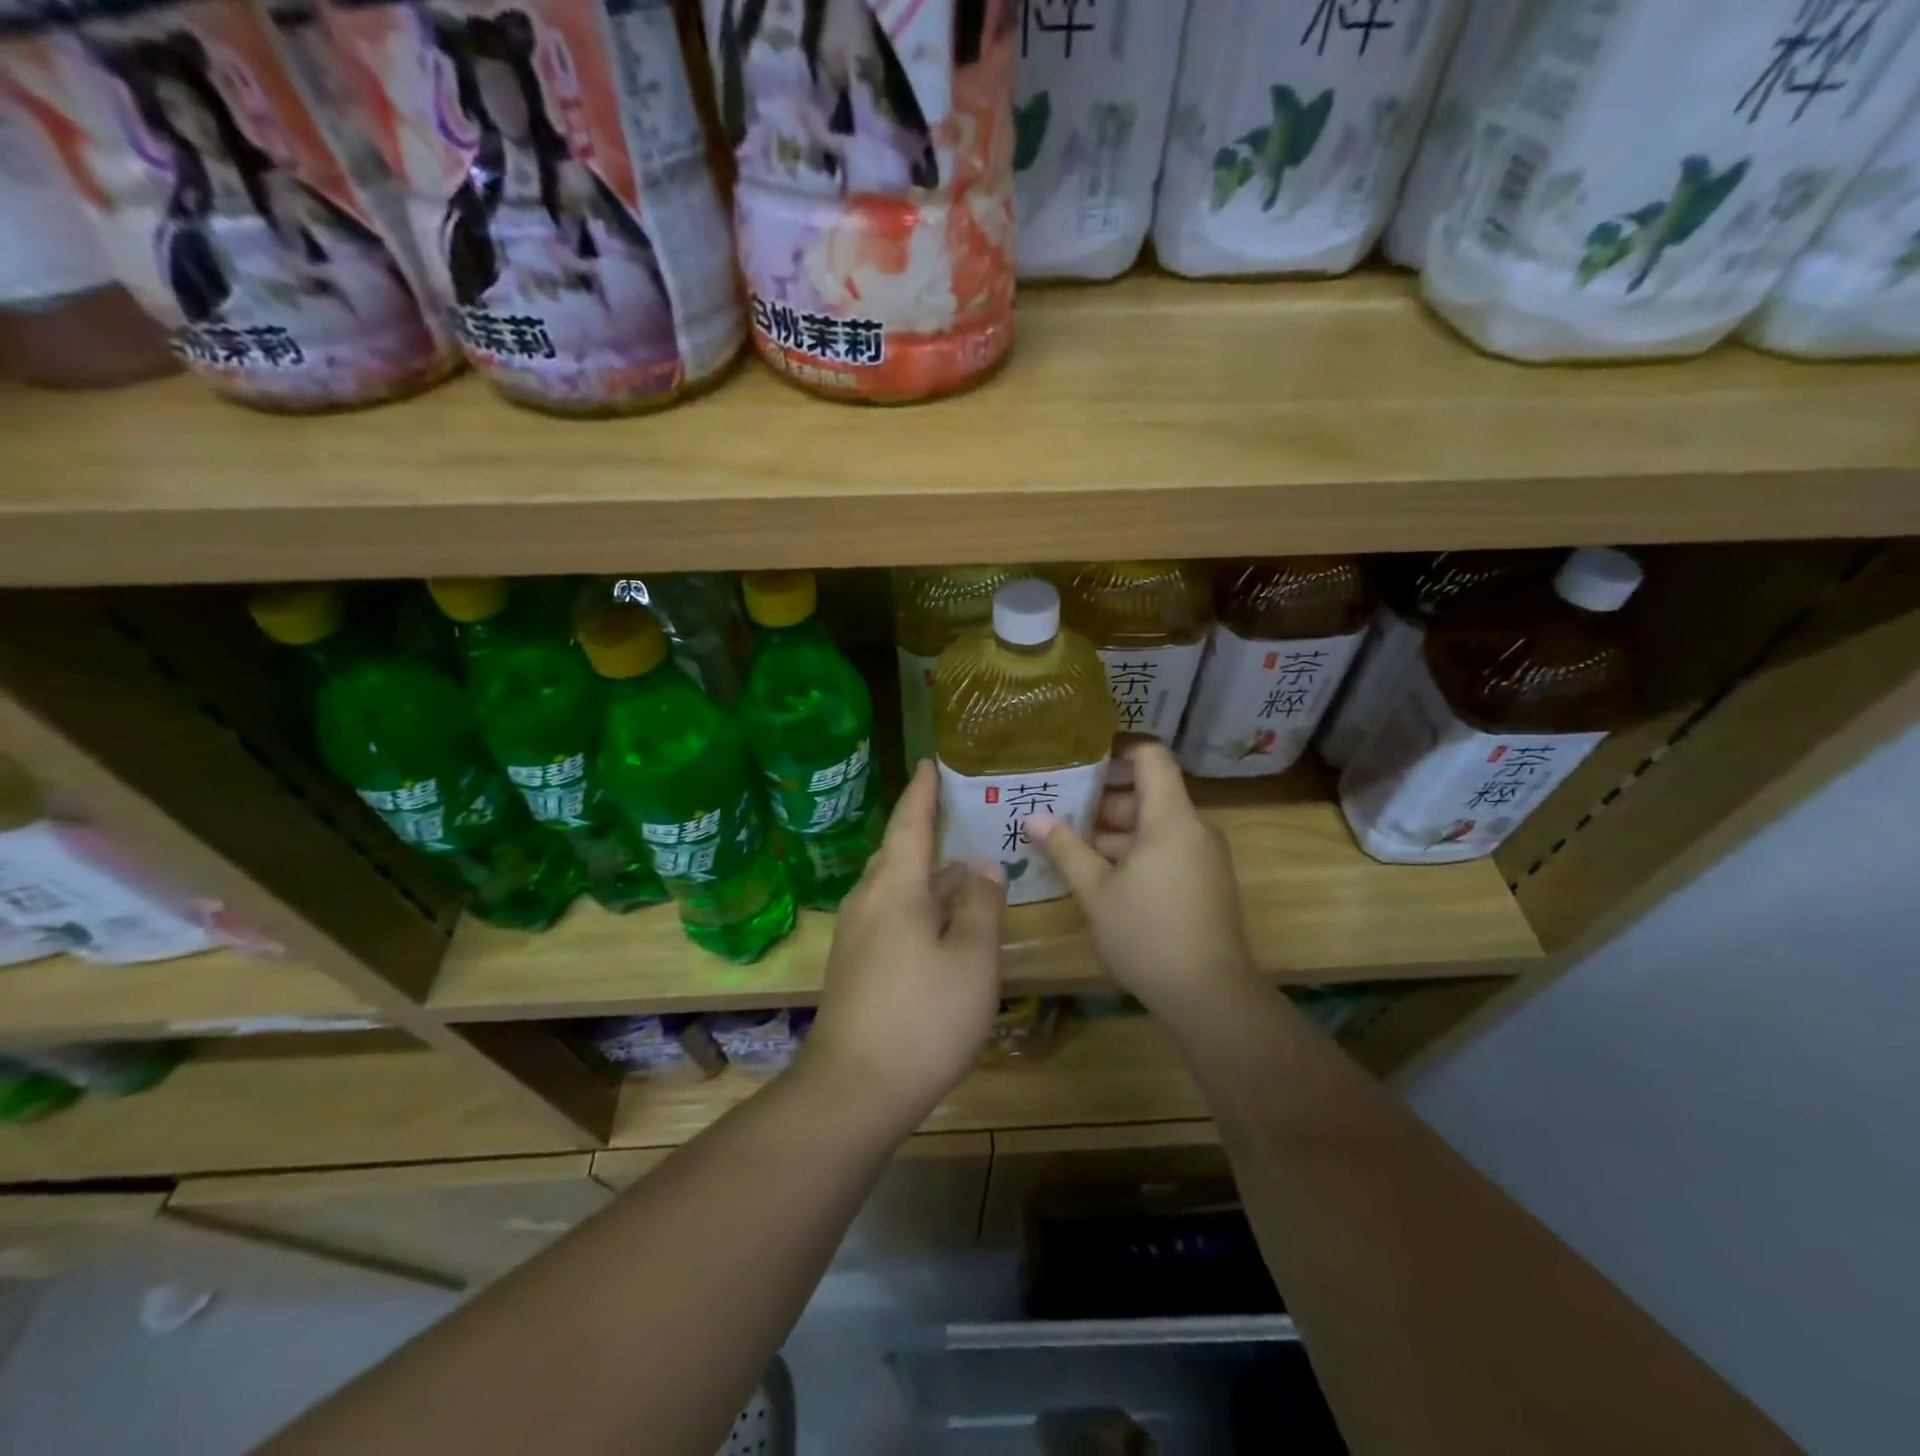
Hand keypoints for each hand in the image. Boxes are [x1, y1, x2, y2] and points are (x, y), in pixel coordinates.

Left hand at [802, 762, 1005, 1126]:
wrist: (854, 1089)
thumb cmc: (922, 1017)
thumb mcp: (972, 960)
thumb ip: (982, 906)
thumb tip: (983, 865)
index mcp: (895, 888)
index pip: (910, 822)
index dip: (922, 791)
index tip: (930, 762)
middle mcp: (868, 901)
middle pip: (897, 851)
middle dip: (924, 829)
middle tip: (959, 811)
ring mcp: (856, 935)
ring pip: (893, 885)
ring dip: (924, 870)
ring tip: (960, 865)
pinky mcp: (855, 964)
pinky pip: (889, 912)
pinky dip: (916, 901)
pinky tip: (940, 920)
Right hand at [1027, 742, 1255, 1018]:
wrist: (1211, 996)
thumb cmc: (1148, 934)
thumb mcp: (1096, 891)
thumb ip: (1066, 849)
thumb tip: (1033, 817)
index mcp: (1171, 818)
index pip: (1151, 756)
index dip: (1117, 749)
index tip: (1078, 756)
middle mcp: (1192, 829)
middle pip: (1147, 793)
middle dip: (1101, 799)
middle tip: (1056, 805)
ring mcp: (1201, 857)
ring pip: (1153, 826)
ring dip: (1112, 831)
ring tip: (1065, 840)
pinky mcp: (1202, 883)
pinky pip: (1164, 850)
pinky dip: (1132, 852)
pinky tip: (1096, 873)